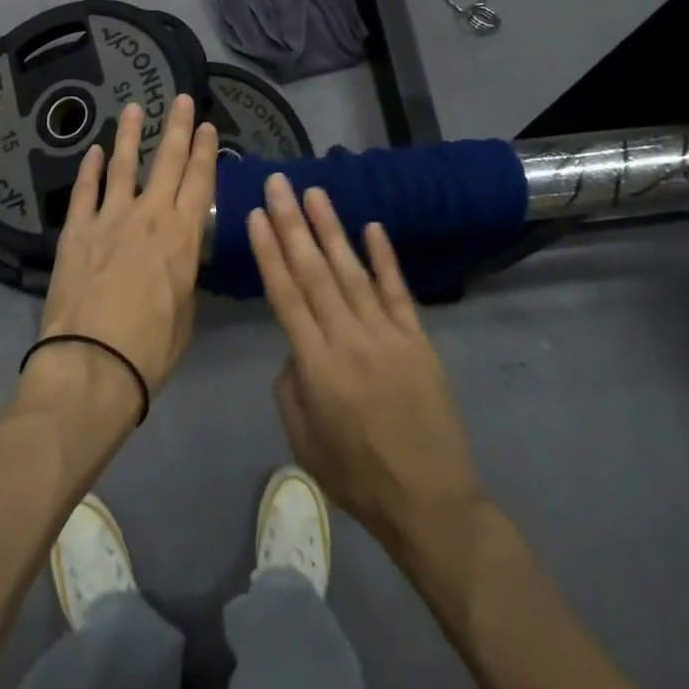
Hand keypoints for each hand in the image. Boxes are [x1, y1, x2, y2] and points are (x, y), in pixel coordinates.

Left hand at [38, 94, 217, 397]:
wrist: (92, 362)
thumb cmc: (150, 348)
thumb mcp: (184, 314)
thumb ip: (182, 277)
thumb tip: (178, 261)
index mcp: (182, 236)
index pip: (199, 181)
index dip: (205, 151)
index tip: (207, 126)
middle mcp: (150, 215)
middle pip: (167, 161)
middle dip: (177, 127)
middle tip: (181, 99)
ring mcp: (110, 217)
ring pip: (123, 165)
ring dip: (130, 134)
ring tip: (134, 107)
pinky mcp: (77, 229)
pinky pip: (85, 190)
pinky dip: (89, 169)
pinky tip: (92, 151)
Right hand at [249, 175, 482, 555]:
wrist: (432, 504)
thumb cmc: (358, 478)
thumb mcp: (303, 442)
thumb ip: (290, 387)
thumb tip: (294, 346)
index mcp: (317, 367)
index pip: (286, 295)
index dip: (270, 252)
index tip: (256, 214)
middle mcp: (349, 341)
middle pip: (314, 272)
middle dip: (292, 223)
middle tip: (278, 184)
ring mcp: (387, 336)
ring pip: (352, 271)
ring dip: (331, 229)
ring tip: (314, 192)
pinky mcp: (418, 340)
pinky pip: (398, 291)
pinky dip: (384, 257)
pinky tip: (371, 226)